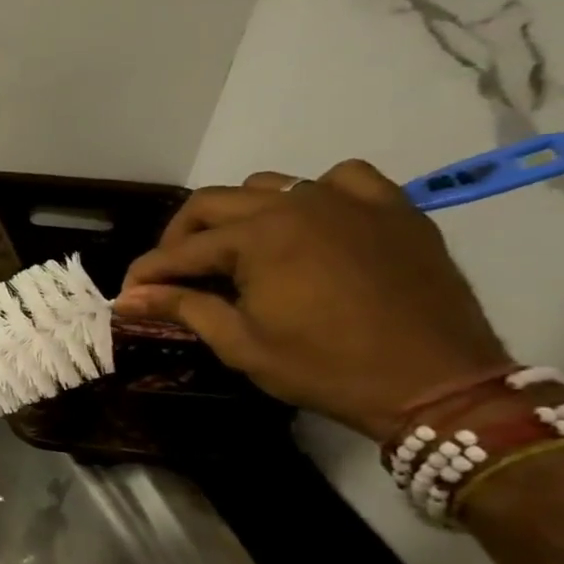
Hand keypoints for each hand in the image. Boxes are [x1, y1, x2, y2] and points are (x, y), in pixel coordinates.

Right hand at [113, 160, 511, 440]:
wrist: (438, 385)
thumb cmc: (325, 368)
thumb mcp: (240, 343)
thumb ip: (181, 308)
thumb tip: (126, 298)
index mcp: (256, 237)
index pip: (180, 250)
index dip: (147, 273)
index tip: (128, 294)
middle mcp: (296, 205)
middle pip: (213, 203)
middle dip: (181, 237)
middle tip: (173, 274)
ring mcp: (349, 201)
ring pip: (269, 186)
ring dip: (240, 214)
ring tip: (238, 251)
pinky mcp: (393, 209)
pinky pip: (343, 179)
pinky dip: (316, 194)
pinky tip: (312, 224)